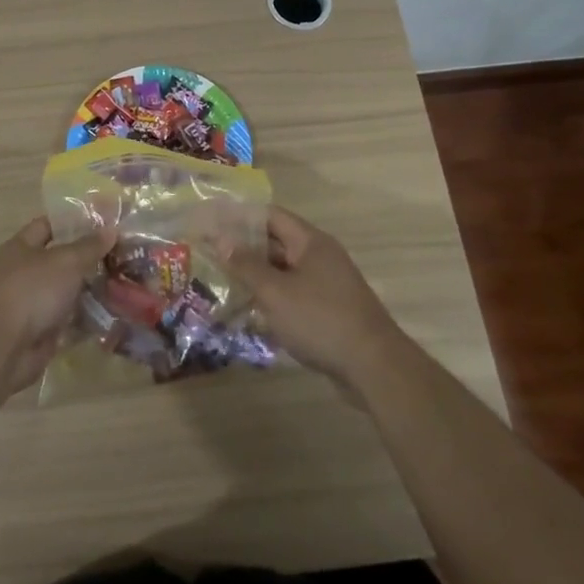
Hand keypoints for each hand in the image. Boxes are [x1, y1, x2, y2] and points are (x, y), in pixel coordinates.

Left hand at [0, 217, 114, 393]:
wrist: (4, 348)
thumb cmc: (32, 290)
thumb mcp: (66, 261)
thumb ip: (90, 246)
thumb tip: (111, 229)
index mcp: (22, 247)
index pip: (48, 225)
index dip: (73, 222)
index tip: (103, 222)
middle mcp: (25, 273)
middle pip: (61, 260)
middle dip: (89, 258)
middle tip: (122, 254)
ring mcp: (33, 303)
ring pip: (68, 291)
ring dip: (92, 290)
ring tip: (124, 283)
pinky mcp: (42, 331)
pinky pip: (70, 320)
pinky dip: (88, 319)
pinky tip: (114, 313)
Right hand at [219, 207, 408, 398]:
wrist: (373, 367)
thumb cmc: (320, 320)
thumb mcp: (276, 292)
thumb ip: (246, 265)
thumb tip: (220, 239)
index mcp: (310, 242)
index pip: (270, 216)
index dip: (240, 217)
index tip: (212, 224)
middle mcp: (320, 256)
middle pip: (276, 242)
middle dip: (244, 248)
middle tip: (210, 254)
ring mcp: (327, 284)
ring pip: (284, 271)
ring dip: (256, 275)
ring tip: (222, 282)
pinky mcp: (328, 310)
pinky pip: (293, 294)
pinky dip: (272, 297)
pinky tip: (250, 312)